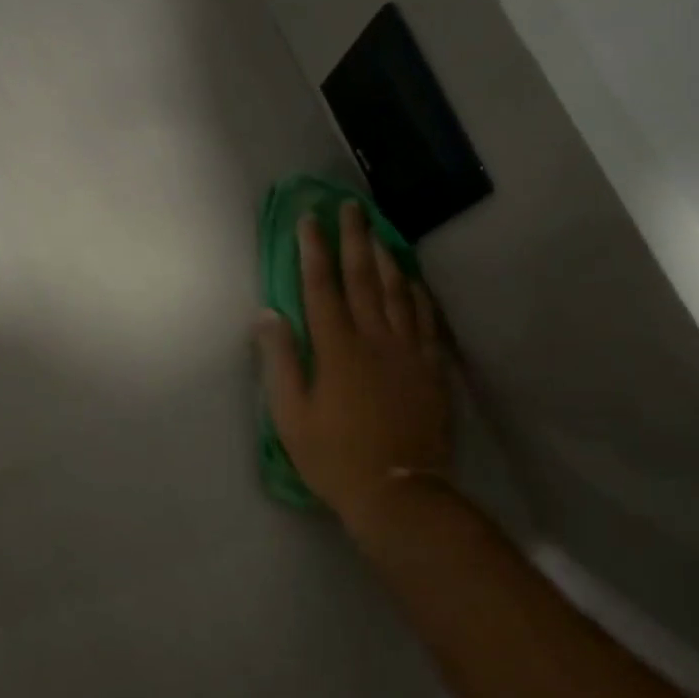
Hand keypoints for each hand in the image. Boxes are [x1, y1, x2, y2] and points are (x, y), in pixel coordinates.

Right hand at [256, 201, 453, 521]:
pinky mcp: (431, 368)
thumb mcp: (291, 415)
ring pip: (397, 292)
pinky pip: (425, 320)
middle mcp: (374, 338)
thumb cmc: (334, 456)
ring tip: (379, 231)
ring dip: (386, 257)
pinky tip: (412, 282)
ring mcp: (407, 351)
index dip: (314, 250)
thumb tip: (267, 314)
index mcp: (336, 348)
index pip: (321, 287)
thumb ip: (279, 361)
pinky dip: (417, 295)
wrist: (398, 492)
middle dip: (354, 238)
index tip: (309, 218)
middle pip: (363, 278)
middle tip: (350, 206)